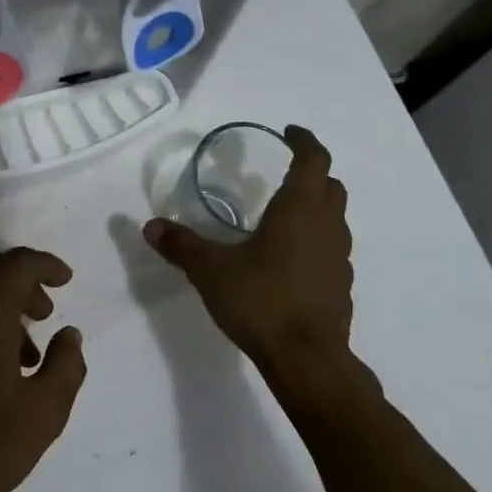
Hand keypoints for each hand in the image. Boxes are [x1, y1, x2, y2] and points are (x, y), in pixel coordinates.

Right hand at [144, 125, 354, 368]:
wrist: (306, 359)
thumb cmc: (261, 301)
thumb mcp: (210, 270)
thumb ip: (181, 245)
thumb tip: (150, 226)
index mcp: (299, 210)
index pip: (314, 160)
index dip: (305, 141)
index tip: (290, 132)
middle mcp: (327, 227)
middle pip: (331, 186)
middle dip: (313, 173)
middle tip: (286, 173)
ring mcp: (339, 259)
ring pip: (335, 220)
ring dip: (316, 209)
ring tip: (285, 217)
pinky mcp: (340, 287)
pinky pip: (332, 252)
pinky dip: (316, 243)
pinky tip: (290, 262)